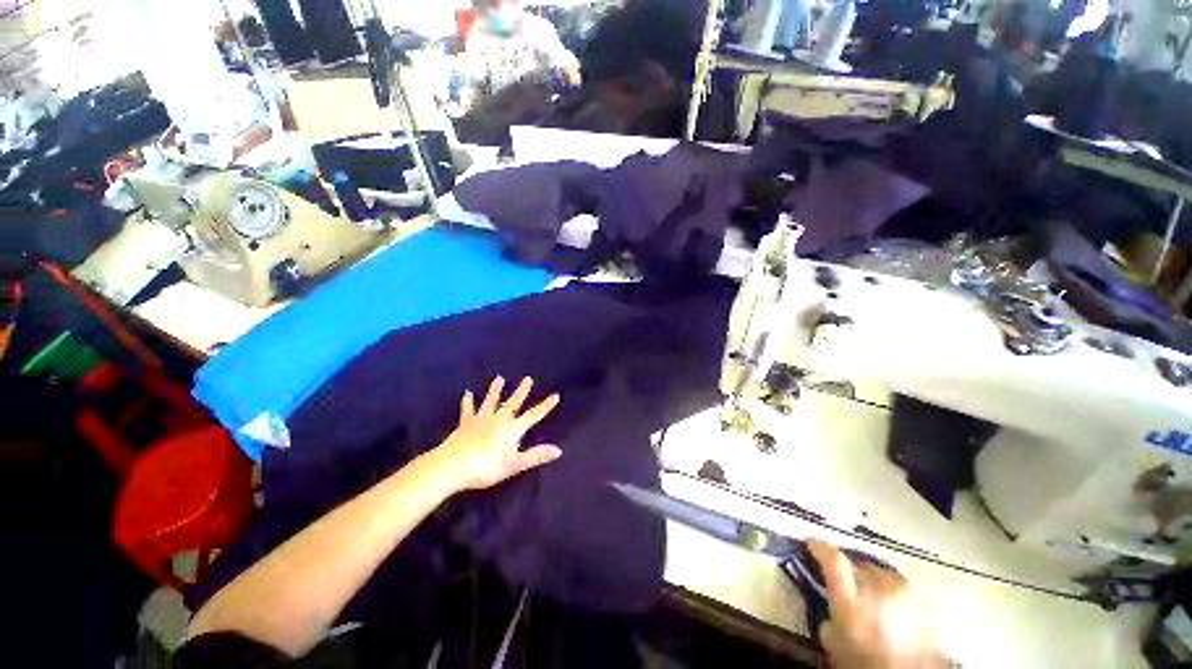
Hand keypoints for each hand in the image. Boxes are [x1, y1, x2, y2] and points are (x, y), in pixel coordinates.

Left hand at [431, 376, 561, 491]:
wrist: (451, 466)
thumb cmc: (485, 468)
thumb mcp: (514, 465)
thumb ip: (536, 456)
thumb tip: (558, 450)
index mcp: (512, 429)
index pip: (533, 415)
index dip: (545, 406)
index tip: (555, 395)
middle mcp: (498, 420)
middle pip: (513, 403)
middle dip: (521, 391)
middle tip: (528, 379)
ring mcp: (481, 419)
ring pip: (491, 401)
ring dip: (496, 390)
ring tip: (499, 378)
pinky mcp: (466, 423)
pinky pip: (468, 410)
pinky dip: (468, 402)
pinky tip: (467, 393)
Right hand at [807, 540, 947, 668]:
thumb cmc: (866, 663)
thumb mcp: (835, 643)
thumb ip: (829, 615)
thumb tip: (829, 599)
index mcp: (852, 601)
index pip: (833, 560)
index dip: (819, 547)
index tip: (810, 543)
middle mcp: (878, 588)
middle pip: (856, 564)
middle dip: (847, 569)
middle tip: (843, 580)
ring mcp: (904, 591)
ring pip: (878, 570)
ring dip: (869, 578)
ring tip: (868, 594)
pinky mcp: (922, 597)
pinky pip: (899, 583)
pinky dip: (890, 589)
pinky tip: (889, 604)